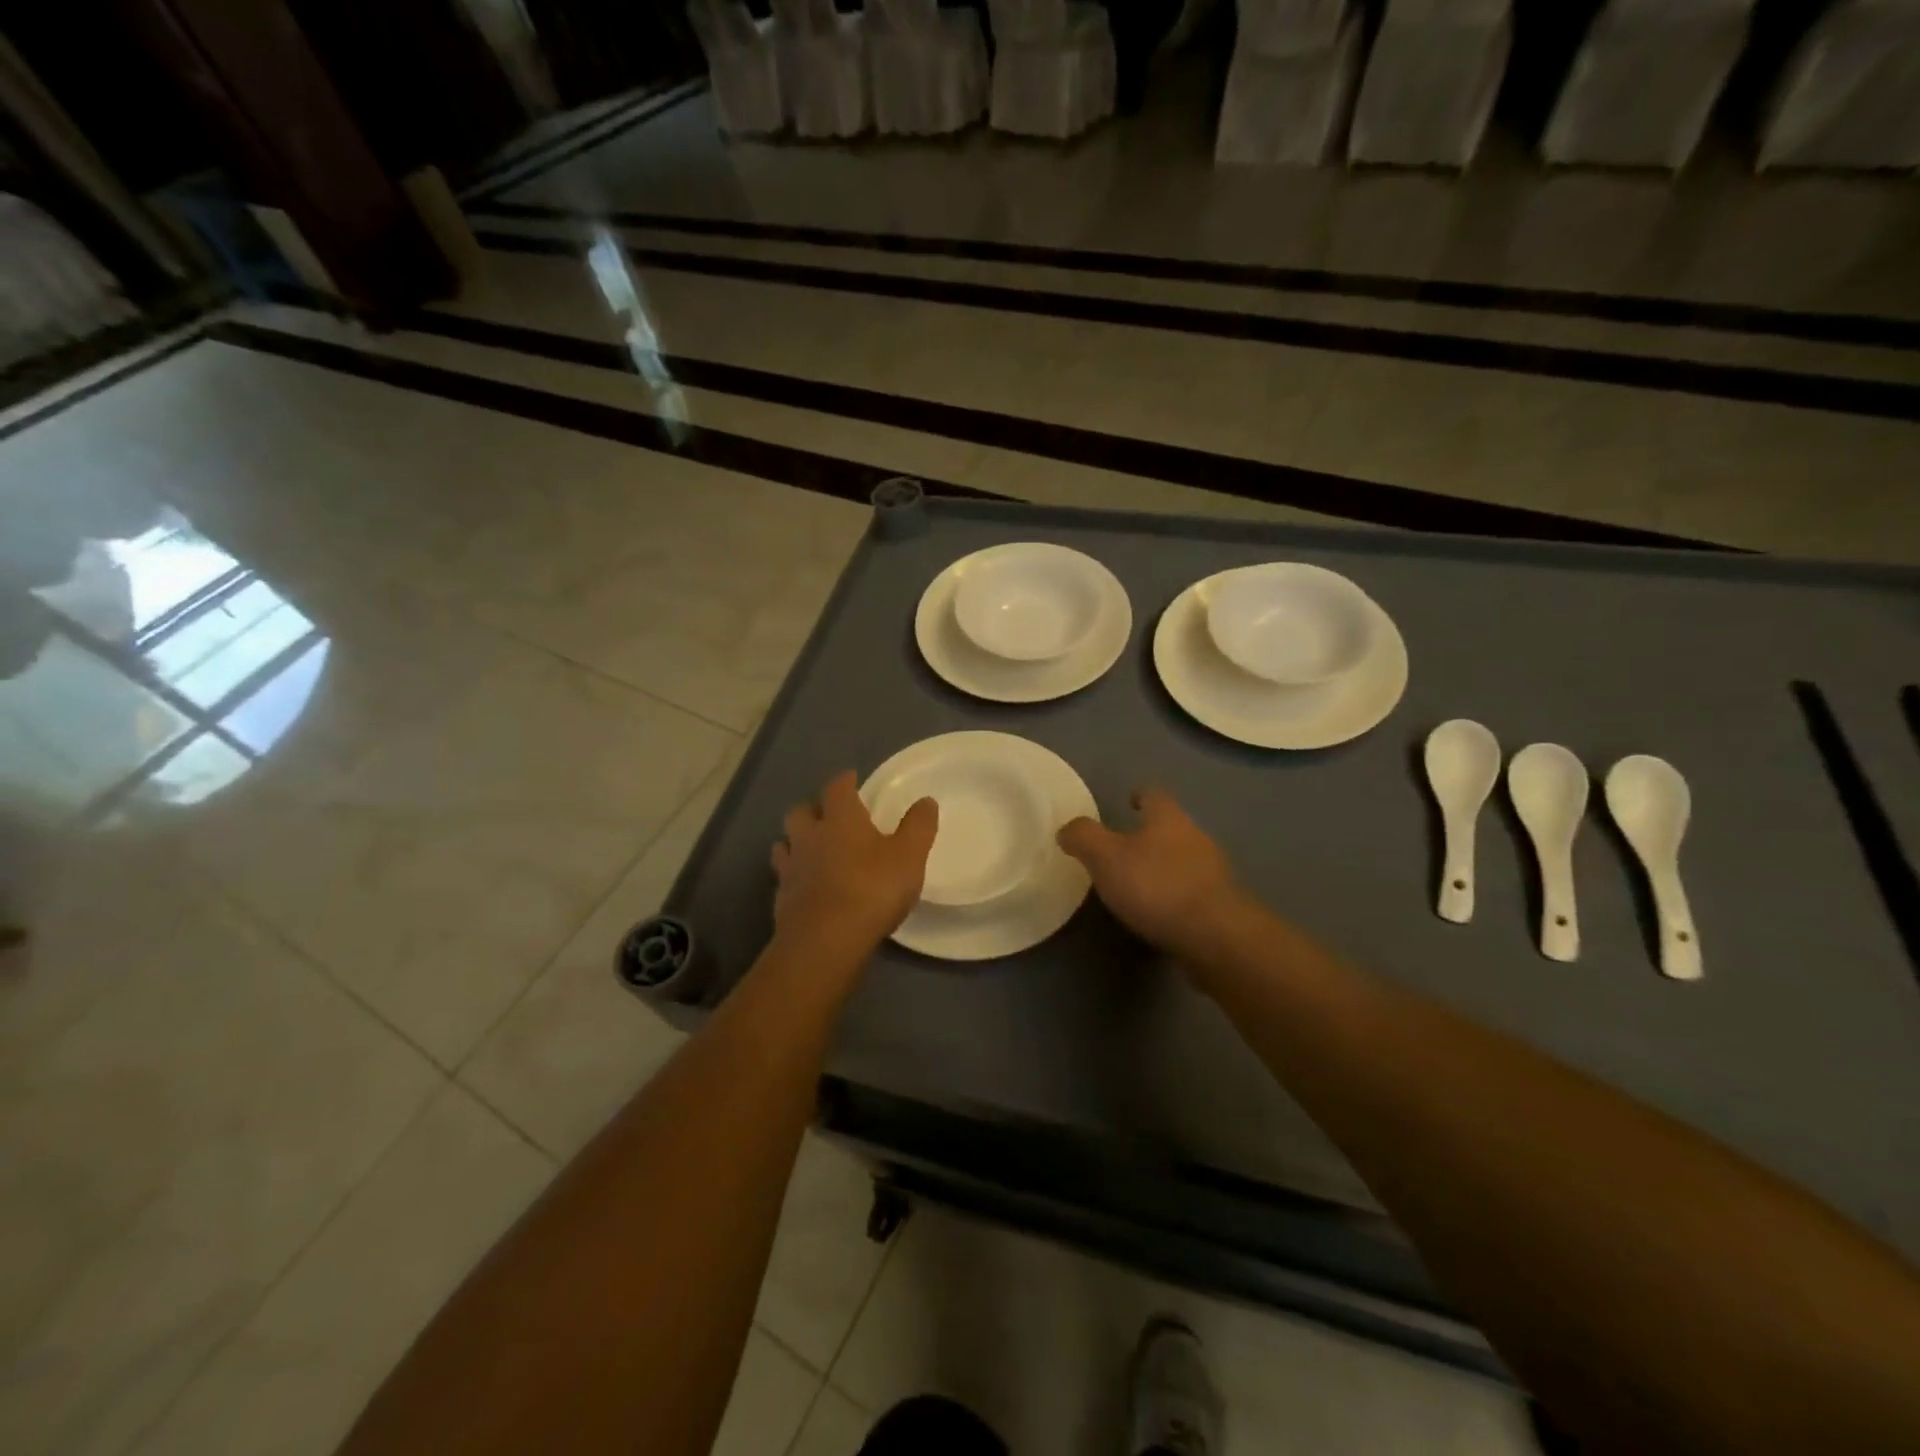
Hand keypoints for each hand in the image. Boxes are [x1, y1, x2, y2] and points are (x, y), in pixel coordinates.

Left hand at [771, 771, 937, 958]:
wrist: (825, 941)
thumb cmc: (871, 889)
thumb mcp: (909, 856)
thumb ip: (919, 826)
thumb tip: (926, 801)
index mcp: (840, 819)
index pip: (837, 788)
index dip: (845, 781)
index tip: (851, 779)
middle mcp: (810, 836)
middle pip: (801, 811)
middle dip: (813, 808)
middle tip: (828, 814)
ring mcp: (791, 868)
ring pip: (785, 843)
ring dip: (796, 840)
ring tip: (811, 848)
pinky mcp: (782, 898)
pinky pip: (784, 876)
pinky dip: (793, 874)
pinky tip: (804, 884)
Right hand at [1057, 790, 1246, 959]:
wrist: (1214, 935)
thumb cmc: (1155, 885)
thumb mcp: (1105, 857)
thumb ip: (1083, 837)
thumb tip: (1067, 829)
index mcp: (1168, 819)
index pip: (1154, 796)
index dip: (1140, 796)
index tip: (1130, 800)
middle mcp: (1196, 838)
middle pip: (1172, 827)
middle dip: (1152, 834)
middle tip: (1125, 847)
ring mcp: (1213, 873)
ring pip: (1184, 860)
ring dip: (1165, 866)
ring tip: (1140, 883)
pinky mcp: (1221, 906)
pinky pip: (1193, 892)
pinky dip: (1176, 896)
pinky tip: (1161, 912)